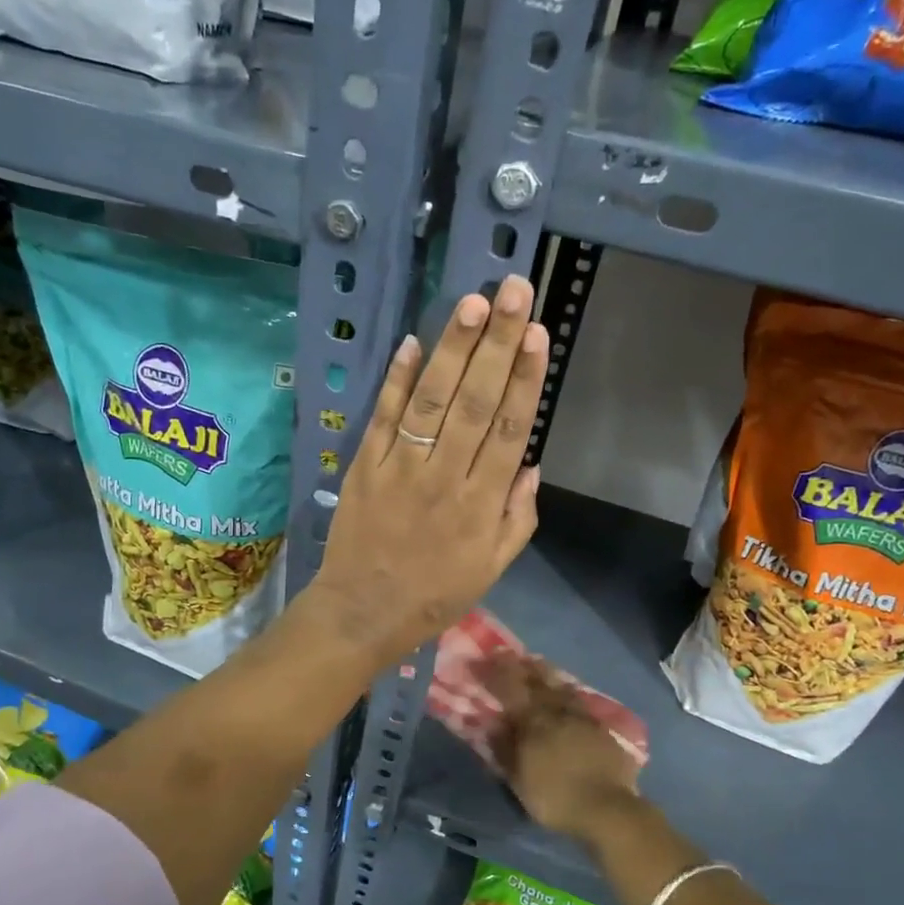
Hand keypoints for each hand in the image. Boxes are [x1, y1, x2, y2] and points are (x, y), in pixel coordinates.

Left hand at [308, 278, 547, 667]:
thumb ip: (517, 516)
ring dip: (452, 349)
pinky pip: (383, 418)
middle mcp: (445, 477)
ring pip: (431, 401)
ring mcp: (400, 468)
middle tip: (514, 292)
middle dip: (498, 344)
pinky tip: (412, 343)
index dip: (526, 379)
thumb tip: (530, 463)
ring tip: (472, 303)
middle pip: (475, 402)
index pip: (509, 429)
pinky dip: (396, 381)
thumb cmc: (435, 593)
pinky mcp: (364, 467)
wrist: (364, 612)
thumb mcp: (493, 567)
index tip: (539, 334)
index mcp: (481, 504)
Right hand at [482, 652, 641, 844]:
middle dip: (521, 666)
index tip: (483, 659)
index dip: (494, 672)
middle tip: (510, 654)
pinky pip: (580, 701)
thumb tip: (493, 724)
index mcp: (533, 721)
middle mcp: (557, 711)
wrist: (608, 809)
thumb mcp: (519, 779)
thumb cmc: (556, 797)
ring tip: (539, 664)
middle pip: (538, 680)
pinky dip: (569, 692)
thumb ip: (505, 749)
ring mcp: (583, 718)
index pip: (509, 688)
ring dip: (547, 673)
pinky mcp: (602, 729)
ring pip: (562, 687)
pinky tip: (569, 693)